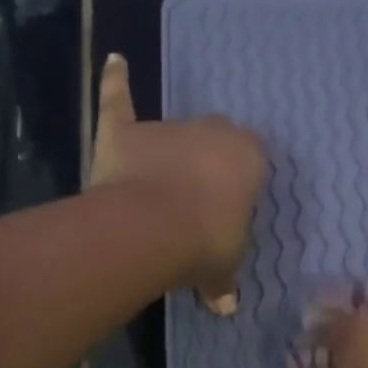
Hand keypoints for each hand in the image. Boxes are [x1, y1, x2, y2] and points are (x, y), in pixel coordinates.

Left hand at [91, 54, 266, 312]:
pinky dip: (115, 84)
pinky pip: (119, 101)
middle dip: (208, 161)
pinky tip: (114, 62)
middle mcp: (212, 132)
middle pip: (214, 138)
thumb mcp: (225, 266)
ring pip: (172, 132)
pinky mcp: (125, 132)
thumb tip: (225, 305)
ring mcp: (166, 128)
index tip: (231, 205)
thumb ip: (224, 280)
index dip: (240, 181)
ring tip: (160, 186)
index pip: (252, 158)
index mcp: (248, 157)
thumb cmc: (207, 243)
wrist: (155, 229)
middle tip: (199, 196)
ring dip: (168, 153)